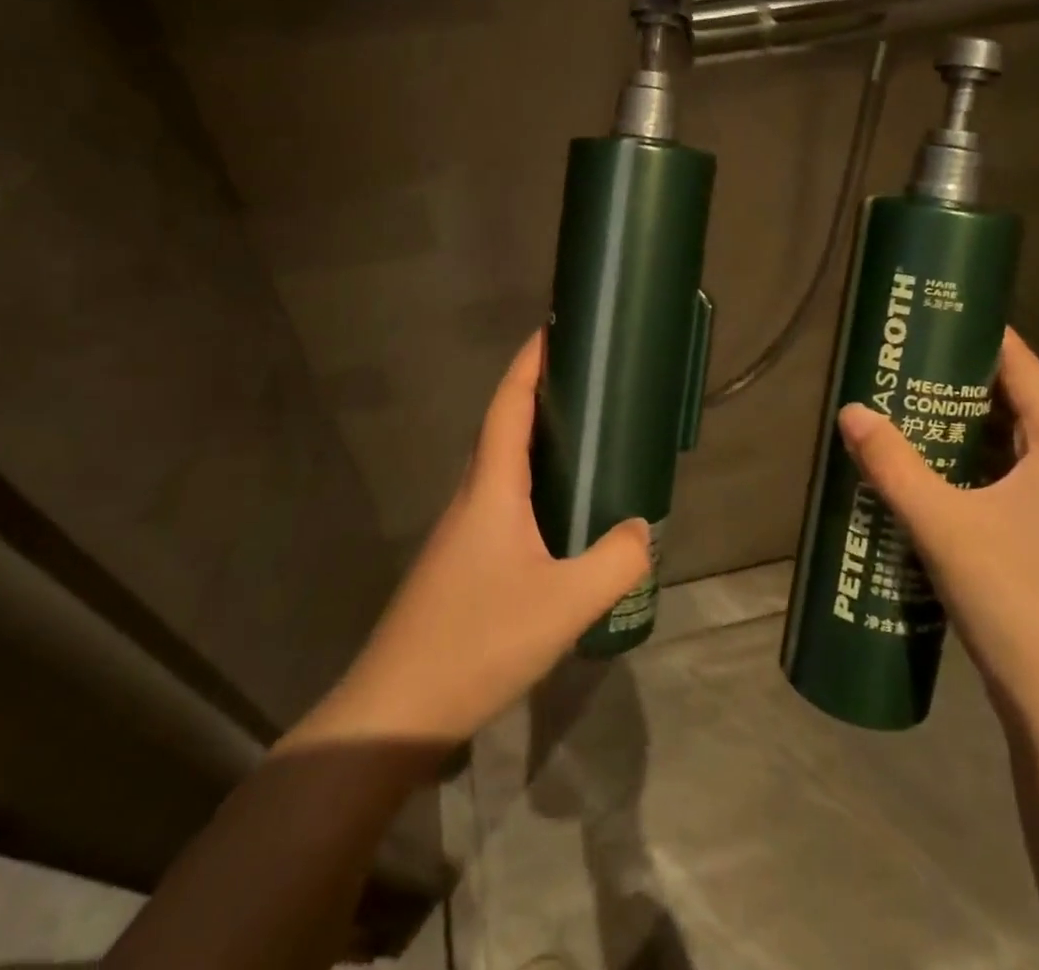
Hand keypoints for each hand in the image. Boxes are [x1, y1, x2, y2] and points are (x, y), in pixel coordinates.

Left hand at [291, 331, 651, 749]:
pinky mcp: (461, 560)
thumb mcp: (564, 604)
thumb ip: (615, 562)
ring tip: (581, 436)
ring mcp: (462, 530)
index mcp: (491, 486)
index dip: (529, 362)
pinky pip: (501, 499)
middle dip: (538, 392)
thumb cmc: (478, 641)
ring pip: (501, 465)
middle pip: (503, 426)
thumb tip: (642, 528)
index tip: (554, 328)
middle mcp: (472, 495)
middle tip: (586, 380)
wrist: (397, 710)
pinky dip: (531, 482)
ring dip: (534, 438)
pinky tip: (558, 512)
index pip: (509, 404)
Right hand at [837, 328, 1038, 746]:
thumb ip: (893, 466)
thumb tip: (849, 410)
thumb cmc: (1019, 603)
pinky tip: (919, 472)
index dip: (985, 334)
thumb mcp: (944, 527)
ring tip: (900, 404)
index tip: (937, 310)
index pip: (1024, 370)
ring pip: (1002, 447)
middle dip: (957, 377)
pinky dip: (961, 465)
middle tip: (901, 356)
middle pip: (1011, 404)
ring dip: (956, 425)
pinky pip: (998, 481)